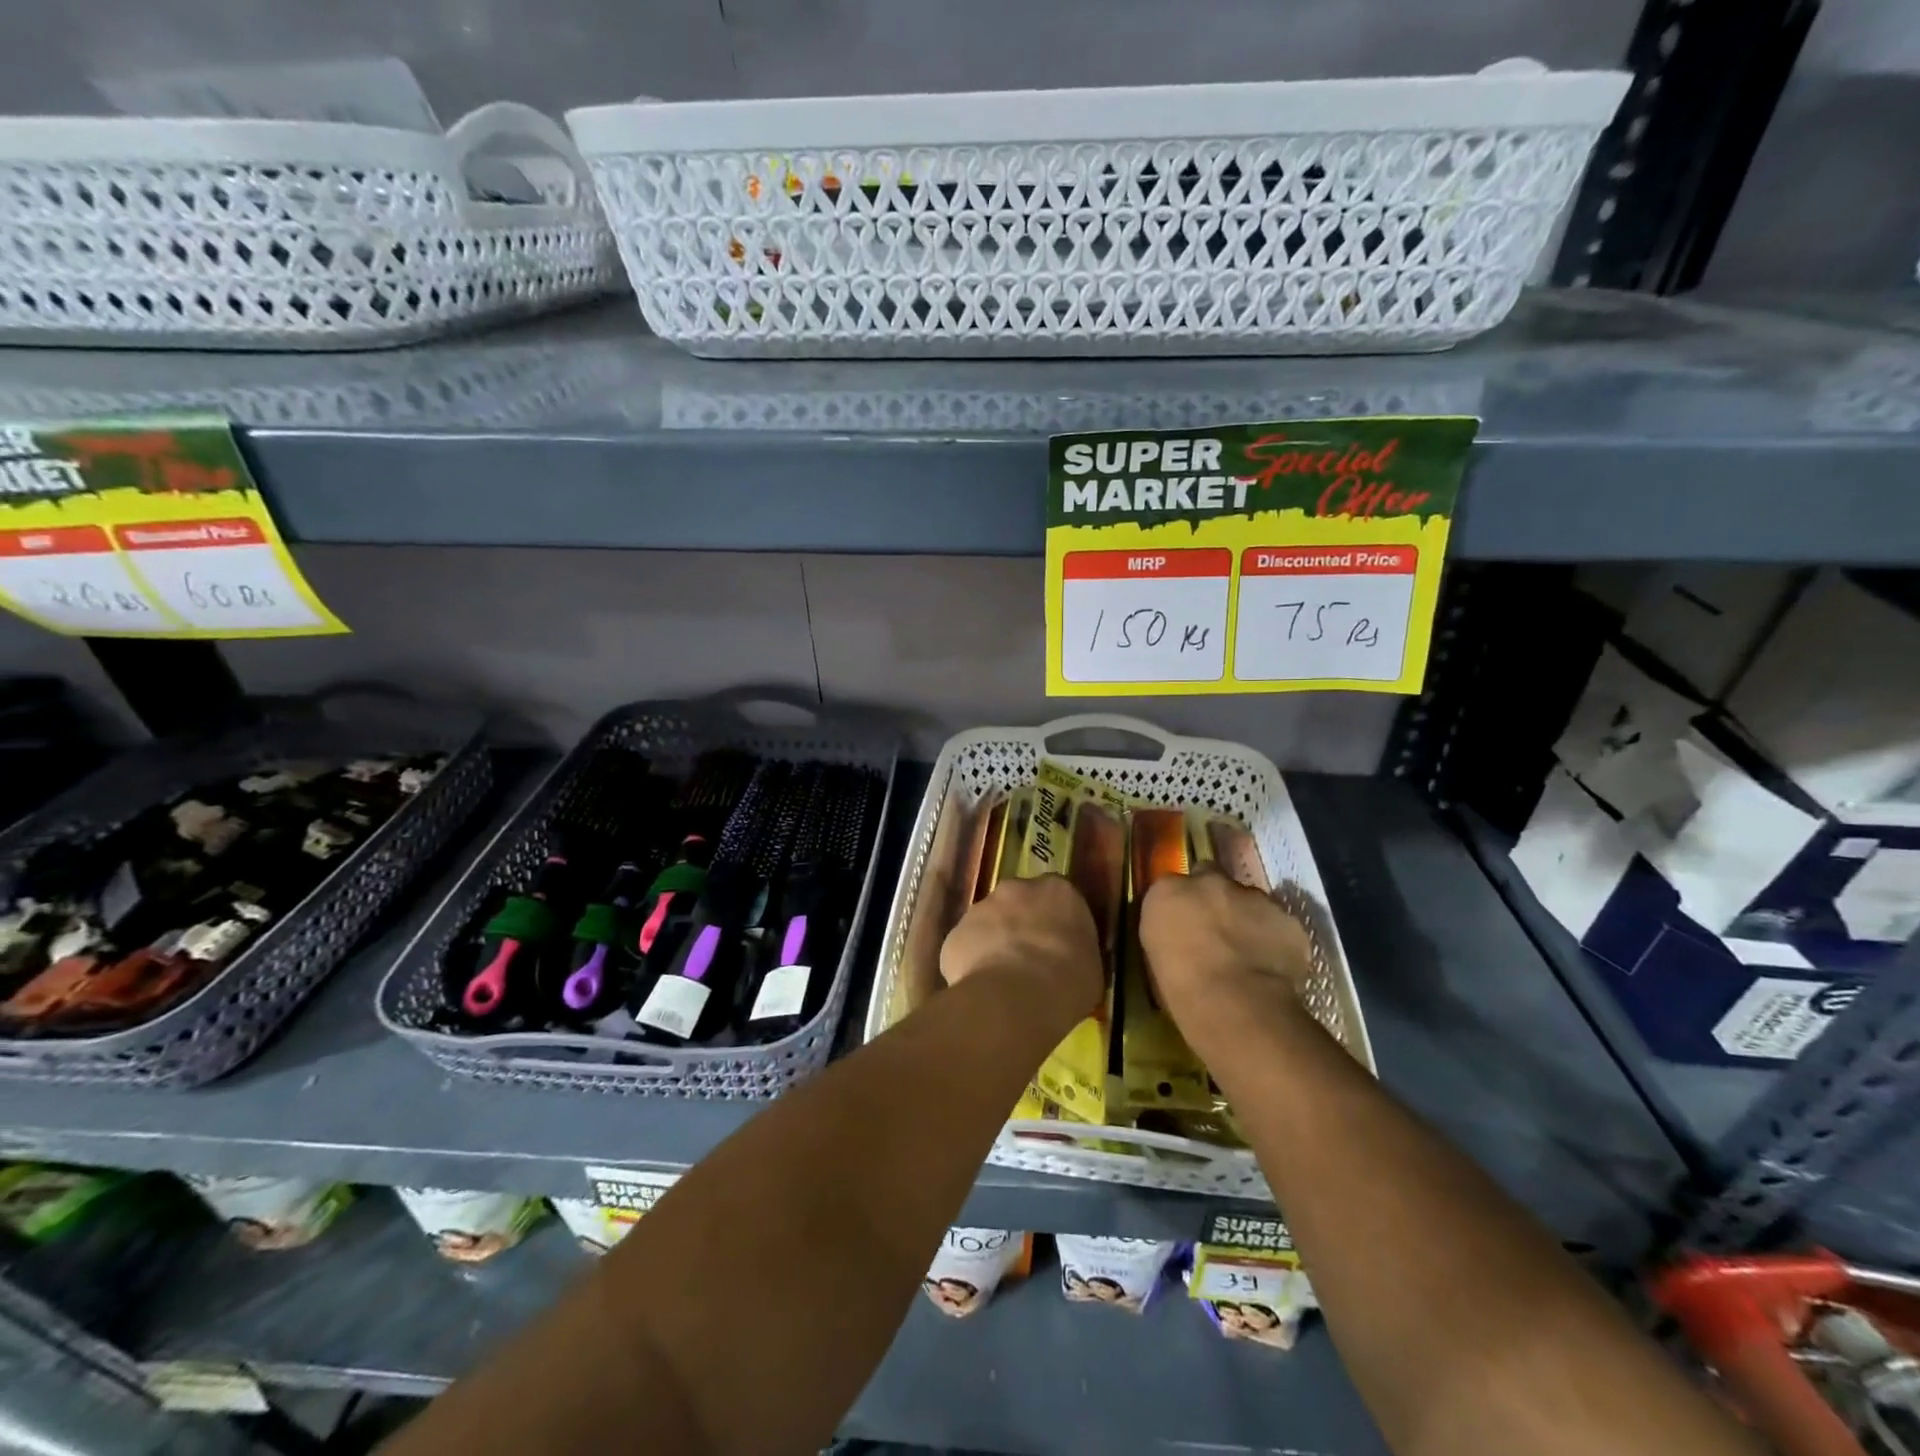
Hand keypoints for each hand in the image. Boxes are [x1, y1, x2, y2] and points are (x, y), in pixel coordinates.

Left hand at [941, 874, 1102, 1025]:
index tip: (1059, 945)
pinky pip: (967, 946)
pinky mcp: (955, 933)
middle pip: (1019, 902)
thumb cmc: (1066, 982)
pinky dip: (973, 962)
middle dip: (1022, 925)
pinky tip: (983, 988)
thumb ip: (1077, 950)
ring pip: (989, 922)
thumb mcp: (1091, 968)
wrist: (1014, 998)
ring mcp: (980, 907)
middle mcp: (1017, 888)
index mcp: (1059, 891)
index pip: (1059, 897)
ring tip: (1003, 979)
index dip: (1057, 921)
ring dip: (995, 942)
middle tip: (1030, 960)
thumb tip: (1068, 958)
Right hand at [1139, 864, 1314, 1051]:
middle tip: (1217, 931)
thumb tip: (1183, 932)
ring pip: (1251, 900)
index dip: (1183, 901)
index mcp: (1168, 892)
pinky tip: (1272, 964)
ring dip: (1247, 916)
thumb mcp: (1157, 954)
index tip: (1186, 921)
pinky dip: (1275, 938)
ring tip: (1248, 952)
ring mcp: (1253, 897)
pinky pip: (1280, 924)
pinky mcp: (1288, 919)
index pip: (1174, 884)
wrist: (1234, 1004)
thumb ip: (1171, 928)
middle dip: (1216, 899)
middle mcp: (1210, 882)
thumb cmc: (1181, 988)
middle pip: (1214, 879)